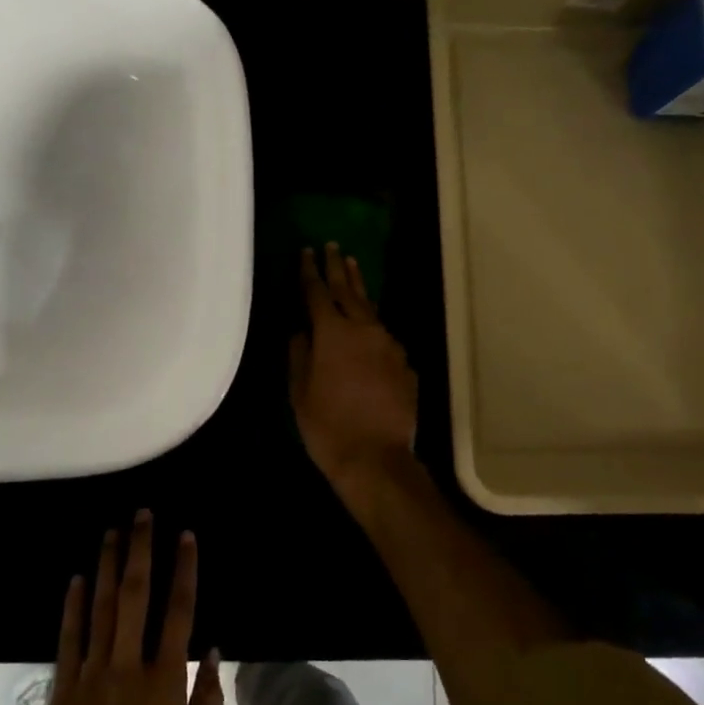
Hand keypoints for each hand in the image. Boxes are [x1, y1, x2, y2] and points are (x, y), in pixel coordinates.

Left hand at [35, 512, 223, 704]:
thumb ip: (205, 702)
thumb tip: (213, 649)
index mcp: (164, 683)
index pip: (179, 611)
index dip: (183, 568)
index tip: (185, 535)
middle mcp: (127, 666)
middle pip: (135, 595)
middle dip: (140, 550)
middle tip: (142, 514)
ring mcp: (90, 675)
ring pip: (100, 607)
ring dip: (106, 565)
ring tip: (112, 531)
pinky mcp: (61, 690)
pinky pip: (68, 638)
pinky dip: (72, 606)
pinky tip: (76, 578)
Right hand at [289, 243, 419, 500]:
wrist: (377, 459)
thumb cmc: (328, 427)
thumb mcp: (300, 392)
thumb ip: (299, 354)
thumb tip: (300, 331)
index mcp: (333, 332)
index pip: (318, 292)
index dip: (309, 271)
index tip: (306, 252)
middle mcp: (364, 329)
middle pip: (348, 290)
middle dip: (337, 266)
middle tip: (332, 245)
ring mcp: (389, 345)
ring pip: (370, 308)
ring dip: (359, 287)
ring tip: (352, 266)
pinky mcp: (404, 363)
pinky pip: (383, 336)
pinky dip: (372, 324)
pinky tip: (368, 327)